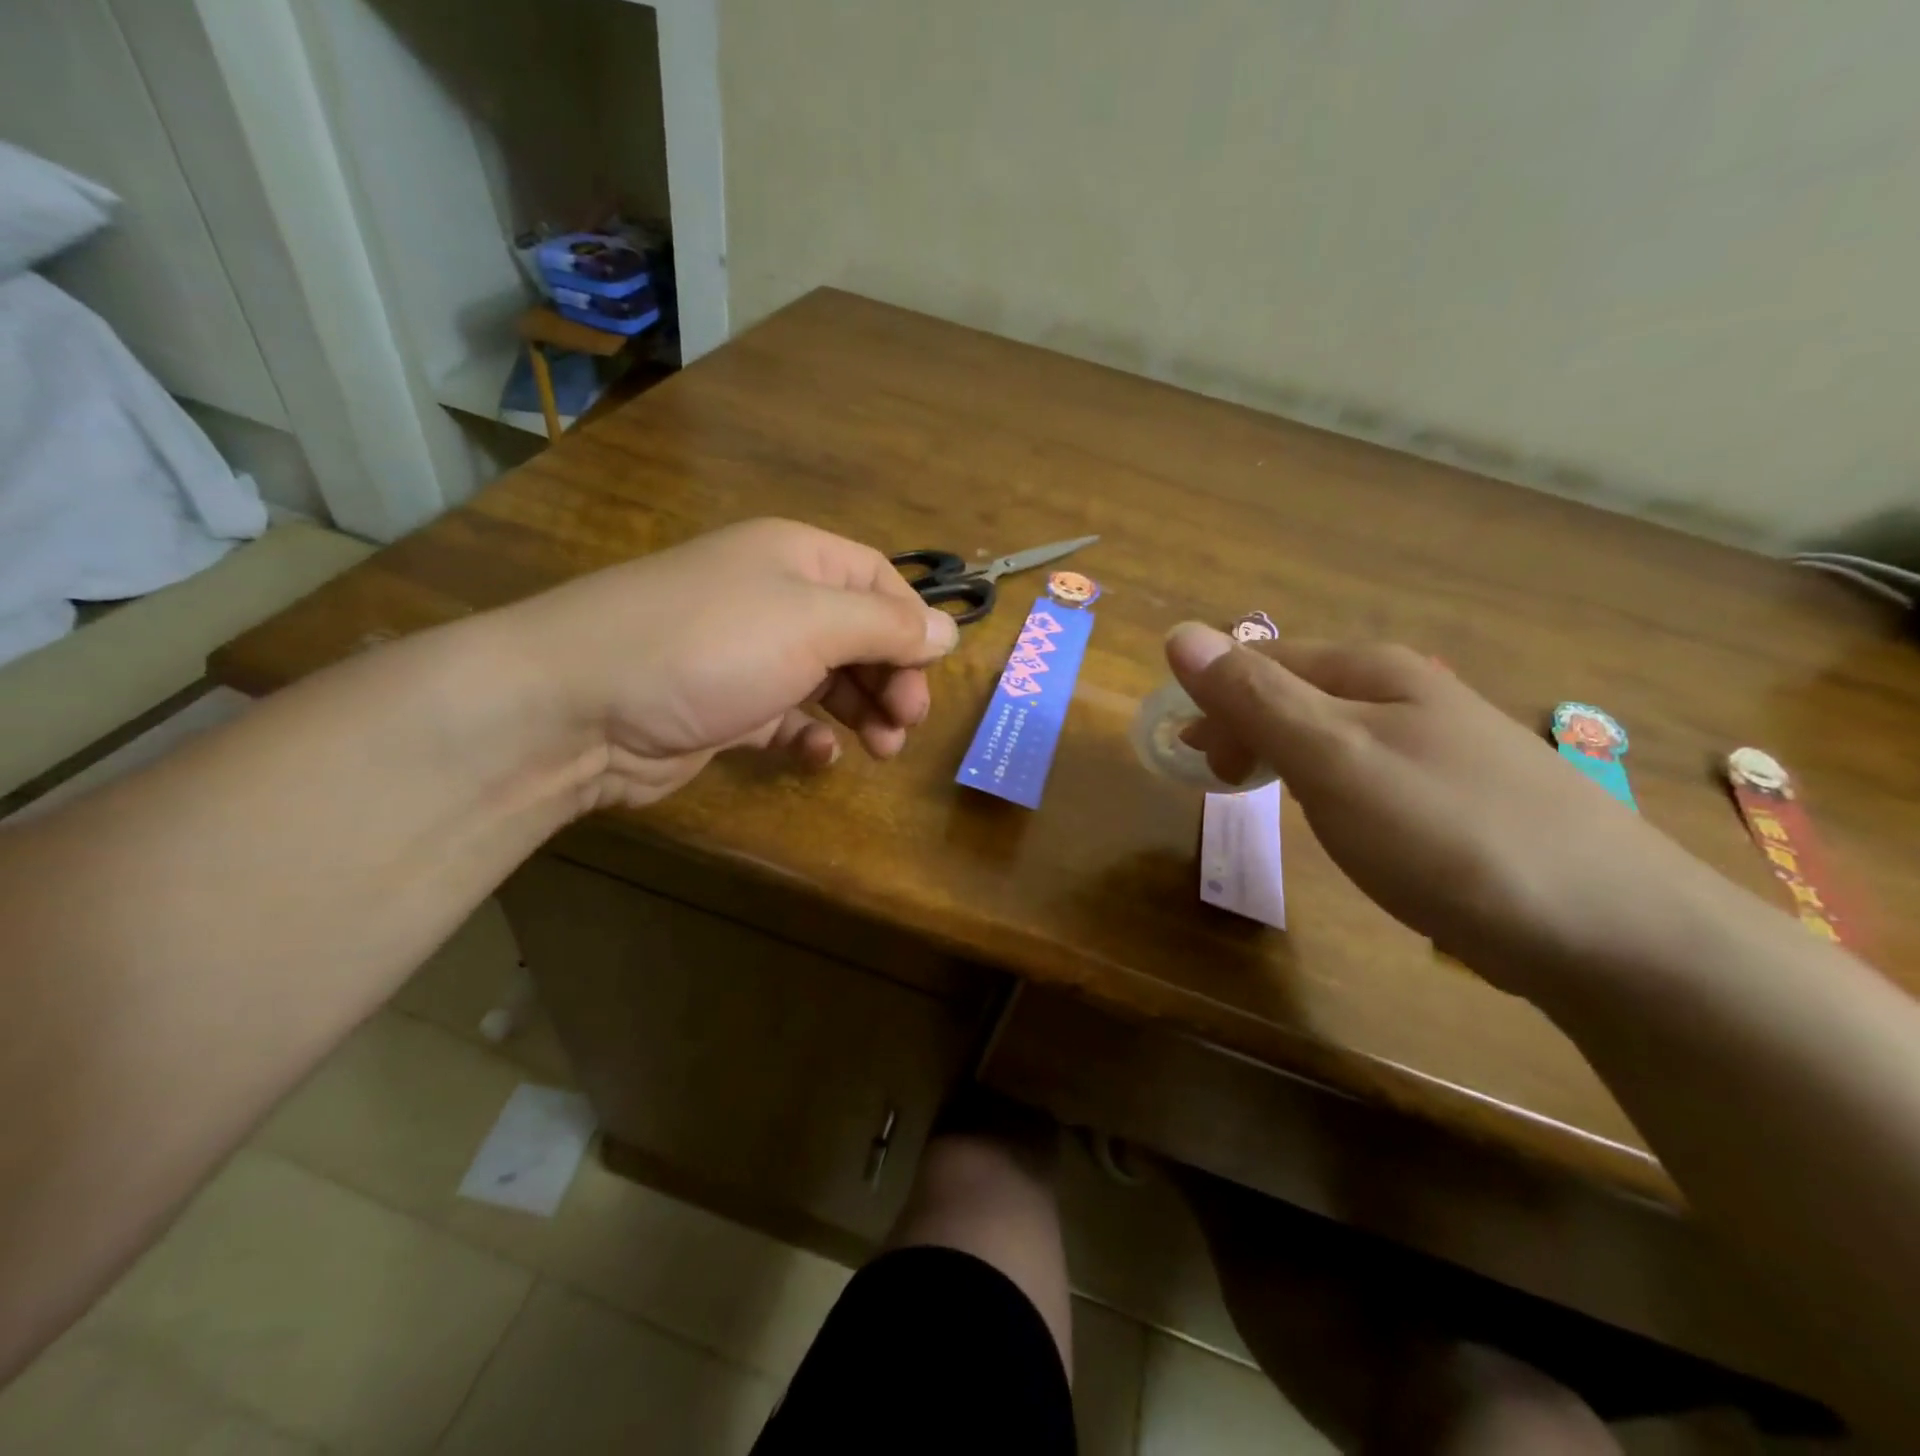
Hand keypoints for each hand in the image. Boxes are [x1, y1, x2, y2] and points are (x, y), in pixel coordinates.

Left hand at [497, 519, 958, 808]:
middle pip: (857, 633)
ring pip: (827, 679)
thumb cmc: (710, 647)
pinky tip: (818, 756)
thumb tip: (948, 630)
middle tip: (907, 723)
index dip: (911, 623)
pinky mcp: (723, 708)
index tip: (931, 671)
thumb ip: (886, 626)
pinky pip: (784, 718)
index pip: (877, 579)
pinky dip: (808, 736)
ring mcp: (745, 655)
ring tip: (882, 748)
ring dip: (861, 711)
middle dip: (891, 677)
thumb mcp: (813, 624)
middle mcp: (772, 599)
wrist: (579, 706)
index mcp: (795, 558)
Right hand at [1164, 624, 1724, 995]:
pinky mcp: (1460, 797)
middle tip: (1221, 786)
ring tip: (1269, 802)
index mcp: (1374, 671)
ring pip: (1333, 734)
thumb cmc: (1445, 833)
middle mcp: (1410, 692)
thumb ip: (1254, 697)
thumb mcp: (1331, 758)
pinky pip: (1367, 772)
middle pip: (1298, 692)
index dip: (1216, 701)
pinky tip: (1341, 820)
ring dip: (1284, 756)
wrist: (1611, 932)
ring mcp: (1442, 745)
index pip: (1264, 661)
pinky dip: (1329, 787)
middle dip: (1246, 728)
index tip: (1191, 761)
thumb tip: (1179, 633)